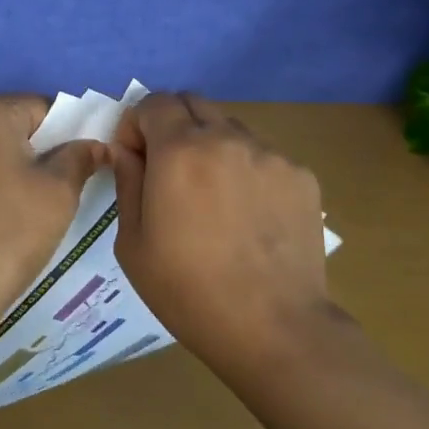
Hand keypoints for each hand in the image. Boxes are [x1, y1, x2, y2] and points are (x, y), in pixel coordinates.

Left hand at [0, 96, 105, 327]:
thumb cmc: (8, 231)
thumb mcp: (58, 192)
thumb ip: (80, 158)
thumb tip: (97, 145)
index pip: (41, 108)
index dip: (69, 135)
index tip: (81, 167)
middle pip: (10, 126)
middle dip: (37, 152)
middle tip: (58, 191)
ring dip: (9, 170)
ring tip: (26, 210)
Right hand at [110, 92, 329, 359]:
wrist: (273, 327)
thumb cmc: (187, 290)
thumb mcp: (132, 242)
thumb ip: (127, 182)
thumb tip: (127, 151)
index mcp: (179, 150)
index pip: (154, 101)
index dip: (137, 124)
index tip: (135, 158)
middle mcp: (227, 137)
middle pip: (193, 102)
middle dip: (172, 125)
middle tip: (169, 170)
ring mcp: (270, 154)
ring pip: (230, 127)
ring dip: (210, 144)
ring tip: (213, 196)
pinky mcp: (301, 175)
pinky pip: (263, 155)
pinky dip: (246, 169)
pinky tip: (248, 215)